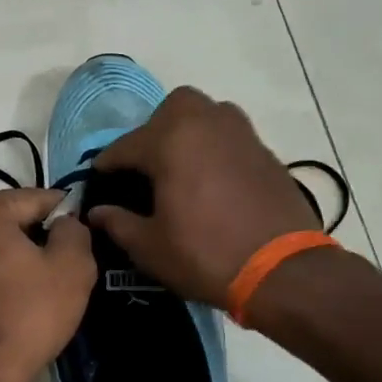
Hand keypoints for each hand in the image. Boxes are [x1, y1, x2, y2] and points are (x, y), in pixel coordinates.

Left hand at [0, 188, 95, 381]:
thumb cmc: (28, 315)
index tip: (80, 235)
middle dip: (34, 239)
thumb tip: (64, 224)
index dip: (64, 214)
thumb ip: (74, 231)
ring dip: (10, 263)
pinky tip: (8, 311)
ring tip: (35, 293)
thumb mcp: (72, 267)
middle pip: (6, 224)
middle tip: (61, 269)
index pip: (34, 199)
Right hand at [88, 87, 322, 304]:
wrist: (283, 271)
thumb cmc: (205, 255)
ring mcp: (241, 134)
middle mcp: (206, 123)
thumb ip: (118, 223)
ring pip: (207, 116)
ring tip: (181, 169)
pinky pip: (231, 138)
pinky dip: (215, 150)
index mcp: (170, 140)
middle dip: (154, 132)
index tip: (98, 181)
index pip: (125, 146)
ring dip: (189, 133)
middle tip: (147, 167)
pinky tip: (212, 182)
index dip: (107, 166)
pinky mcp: (266, 152)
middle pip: (172, 109)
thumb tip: (98, 212)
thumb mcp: (150, 247)